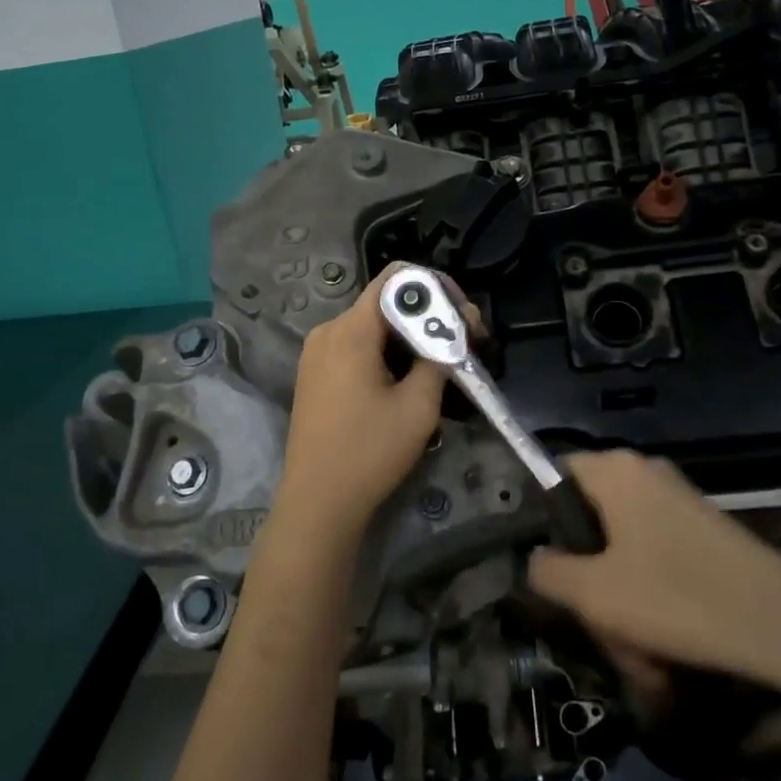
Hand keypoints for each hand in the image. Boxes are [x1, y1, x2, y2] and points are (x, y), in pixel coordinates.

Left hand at [272, 265, 461, 537]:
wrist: (318, 502)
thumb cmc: (370, 452)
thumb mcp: (418, 405)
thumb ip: (439, 355)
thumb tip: (455, 329)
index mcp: (350, 330)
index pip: (395, 278)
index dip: (435, 287)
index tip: (463, 315)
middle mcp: (328, 331)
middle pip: (385, 303)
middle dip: (428, 317)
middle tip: (465, 342)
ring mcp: (316, 353)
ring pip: (373, 327)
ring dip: (409, 338)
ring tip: (443, 365)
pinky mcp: (315, 374)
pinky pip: (357, 347)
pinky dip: (387, 353)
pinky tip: (409, 380)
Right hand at [528, 451, 780, 688]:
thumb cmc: (674, 596)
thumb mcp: (594, 593)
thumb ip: (549, 572)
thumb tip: (536, 560)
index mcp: (615, 471)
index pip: (556, 474)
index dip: (542, 518)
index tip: (546, 567)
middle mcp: (645, 475)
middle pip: (592, 521)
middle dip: (590, 581)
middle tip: (598, 628)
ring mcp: (678, 503)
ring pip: (625, 552)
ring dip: (623, 604)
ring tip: (638, 659)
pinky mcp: (704, 532)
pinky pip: (658, 560)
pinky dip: (653, 601)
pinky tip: (663, 654)